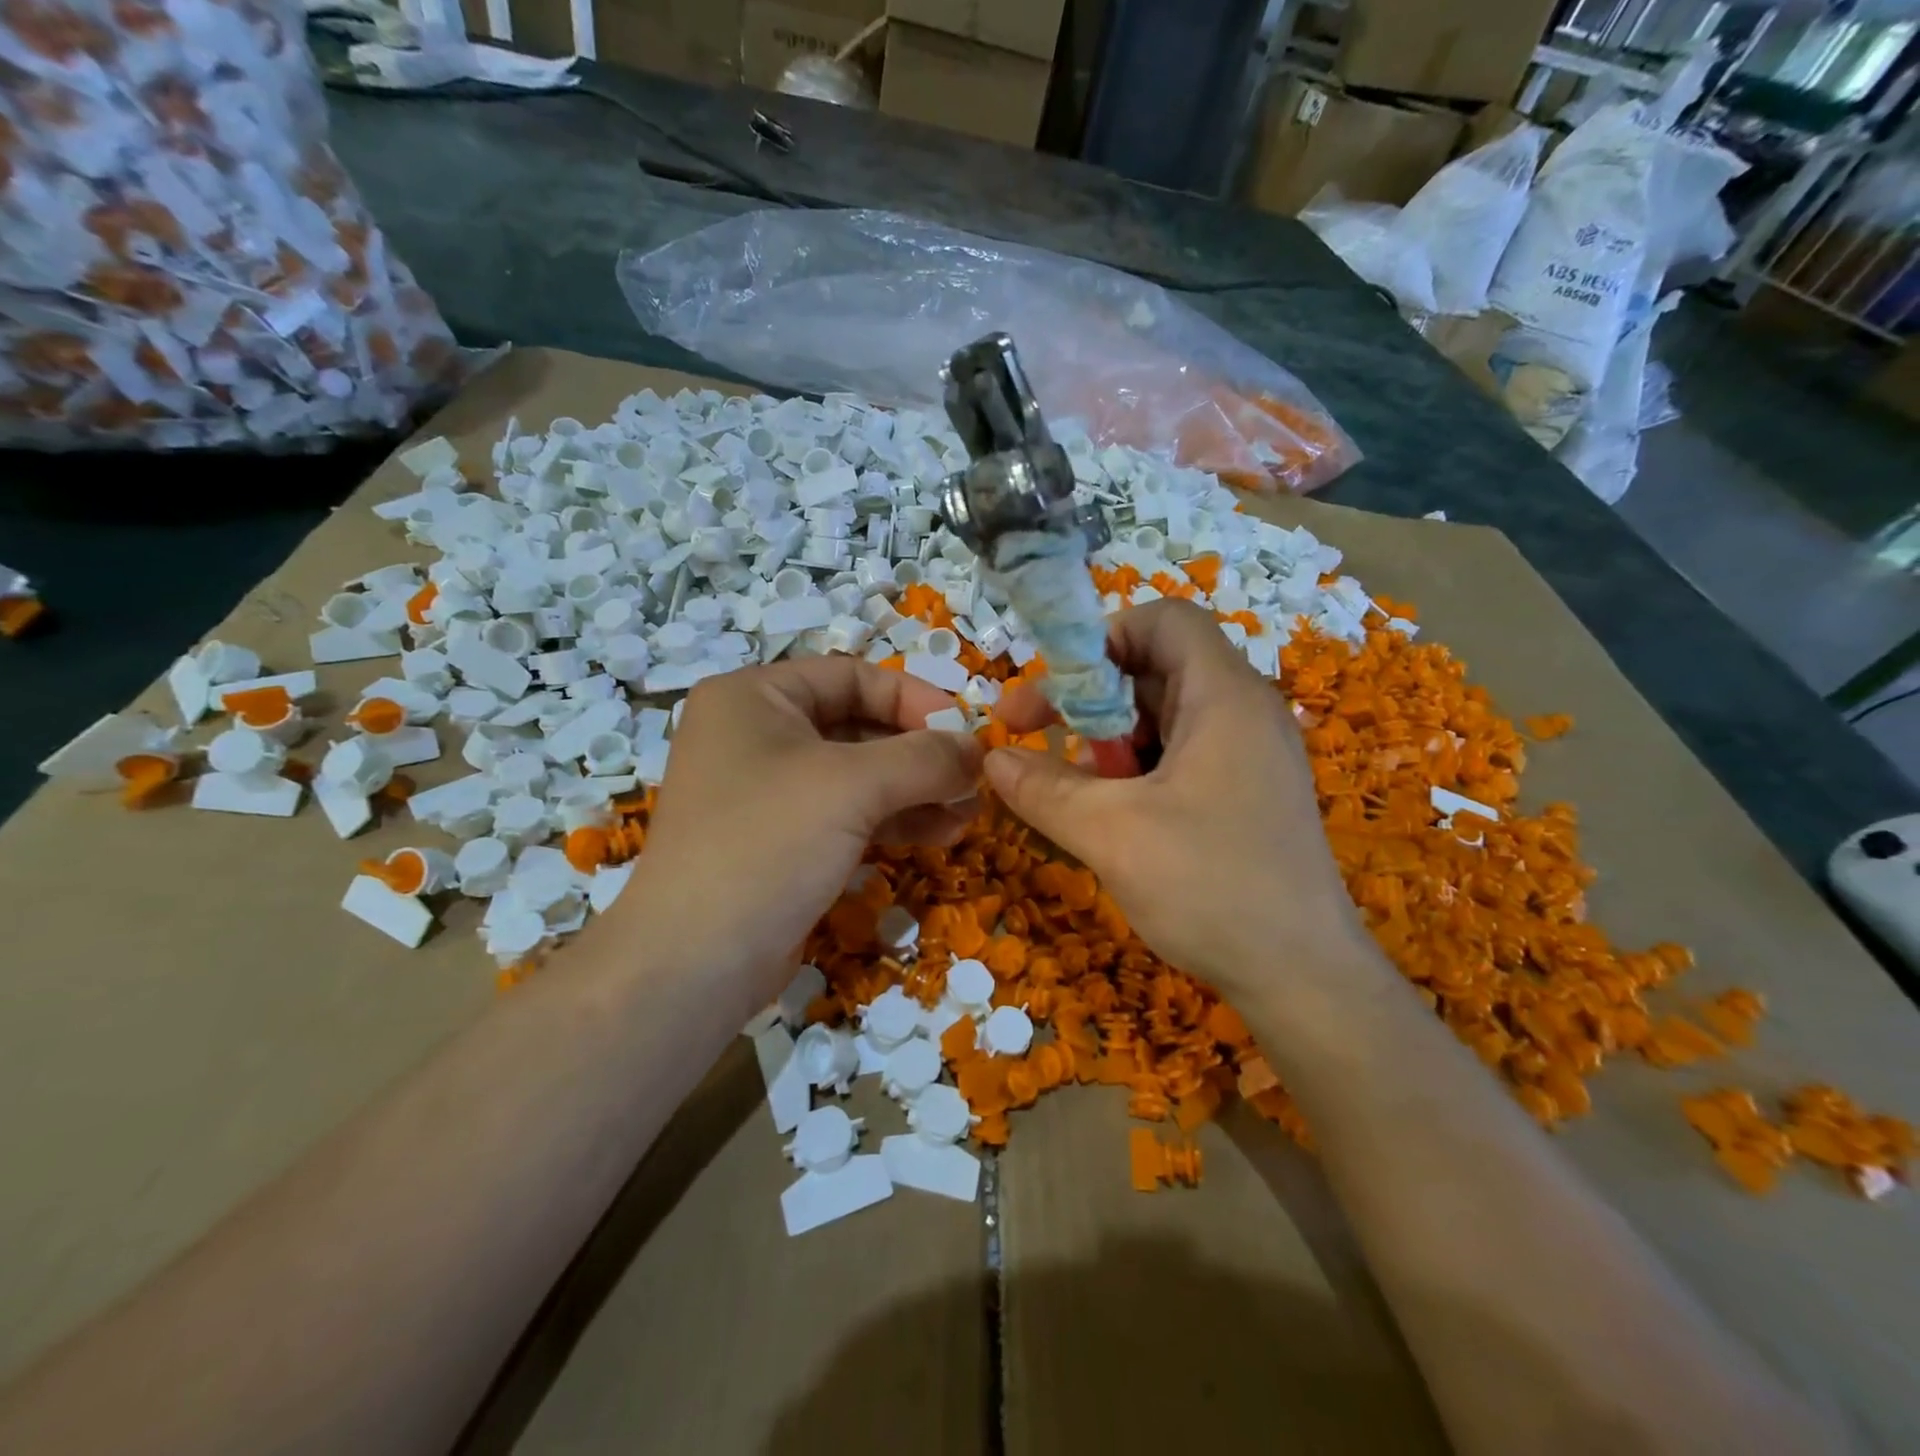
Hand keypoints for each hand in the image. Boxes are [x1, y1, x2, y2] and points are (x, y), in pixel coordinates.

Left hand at [620, 657, 983, 1011]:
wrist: (694, 963)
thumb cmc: (768, 843)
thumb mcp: (853, 786)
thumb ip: (925, 758)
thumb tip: (978, 750)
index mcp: (755, 697)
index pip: (852, 676)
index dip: (915, 698)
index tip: (966, 731)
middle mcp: (757, 735)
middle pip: (859, 726)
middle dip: (921, 754)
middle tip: (974, 778)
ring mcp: (768, 792)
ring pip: (859, 776)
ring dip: (916, 791)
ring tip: (968, 813)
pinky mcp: (782, 841)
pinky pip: (848, 815)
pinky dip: (894, 820)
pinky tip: (940, 834)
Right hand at [987, 600, 1383, 1006]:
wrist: (1304, 978)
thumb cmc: (1211, 887)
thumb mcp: (1111, 833)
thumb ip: (1044, 788)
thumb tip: (992, 759)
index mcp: (1224, 697)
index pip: (1163, 621)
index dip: (1102, 639)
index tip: (1056, 691)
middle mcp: (1244, 712)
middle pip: (1156, 669)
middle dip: (1090, 698)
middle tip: (1036, 737)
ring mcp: (1250, 755)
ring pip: (1163, 717)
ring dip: (1109, 740)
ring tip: (1077, 787)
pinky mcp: (1247, 793)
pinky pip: (1181, 755)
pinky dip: (1137, 770)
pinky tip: (1113, 814)